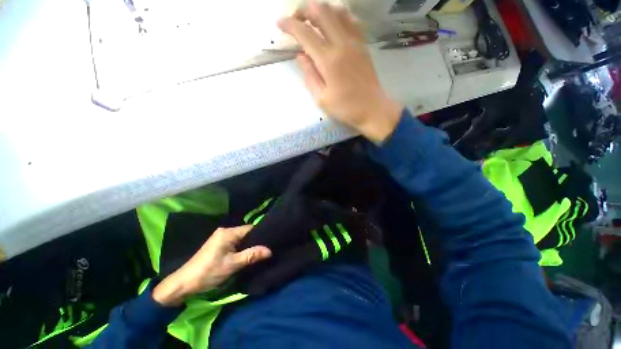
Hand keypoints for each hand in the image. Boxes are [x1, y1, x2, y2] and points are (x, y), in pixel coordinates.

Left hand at [153, 225, 271, 305]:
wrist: (183, 284)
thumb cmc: (209, 272)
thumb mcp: (233, 265)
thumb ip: (252, 255)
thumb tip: (270, 250)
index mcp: (228, 232)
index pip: (250, 228)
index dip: (261, 234)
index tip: (270, 241)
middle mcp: (224, 231)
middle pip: (245, 233)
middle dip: (254, 240)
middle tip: (265, 248)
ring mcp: (220, 237)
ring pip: (240, 238)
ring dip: (247, 245)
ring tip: (258, 252)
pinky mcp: (217, 244)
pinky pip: (234, 242)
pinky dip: (240, 247)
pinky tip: (245, 254)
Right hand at [278, 1, 403, 141]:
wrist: (372, 109)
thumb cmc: (346, 108)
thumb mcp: (322, 98)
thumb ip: (310, 76)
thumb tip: (301, 56)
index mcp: (329, 60)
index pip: (305, 33)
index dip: (290, 25)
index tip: (280, 24)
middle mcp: (342, 44)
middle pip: (322, 11)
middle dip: (304, 10)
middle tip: (296, 20)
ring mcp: (355, 42)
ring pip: (337, 11)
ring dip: (321, 10)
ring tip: (313, 21)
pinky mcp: (363, 45)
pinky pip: (351, 20)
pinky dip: (339, 16)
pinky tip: (334, 24)